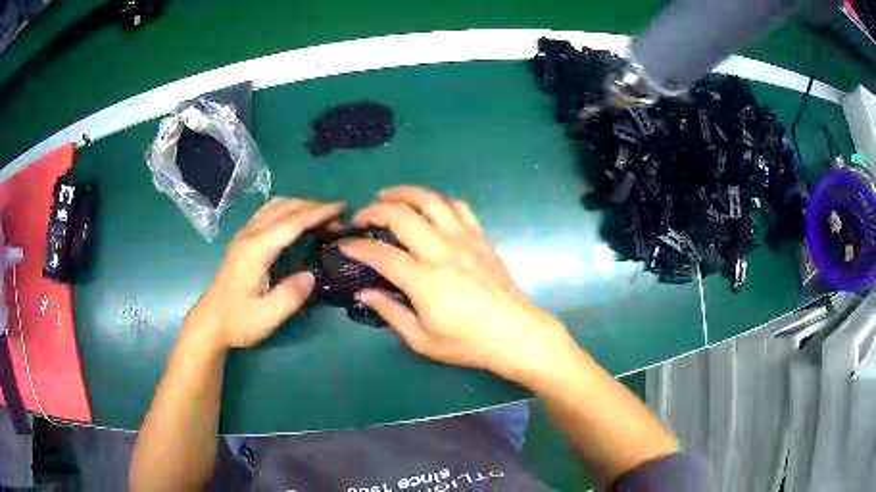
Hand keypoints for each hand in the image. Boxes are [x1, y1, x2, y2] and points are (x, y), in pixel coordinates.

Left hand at [190, 197, 343, 349]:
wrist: (210, 322)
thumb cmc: (238, 320)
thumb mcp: (267, 316)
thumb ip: (291, 295)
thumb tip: (311, 276)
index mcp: (257, 249)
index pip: (292, 222)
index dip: (318, 212)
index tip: (342, 207)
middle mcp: (250, 234)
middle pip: (285, 207)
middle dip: (313, 207)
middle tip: (337, 218)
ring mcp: (244, 235)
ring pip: (275, 206)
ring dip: (300, 206)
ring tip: (320, 217)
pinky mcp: (243, 240)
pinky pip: (268, 212)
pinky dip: (287, 210)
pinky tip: (295, 222)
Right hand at [341, 186, 577, 382]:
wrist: (515, 334)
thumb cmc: (468, 342)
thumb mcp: (422, 339)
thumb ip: (390, 312)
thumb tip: (364, 292)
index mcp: (424, 280)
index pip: (381, 254)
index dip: (357, 247)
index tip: (344, 244)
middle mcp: (442, 251)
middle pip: (401, 215)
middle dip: (375, 210)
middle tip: (362, 217)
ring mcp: (464, 240)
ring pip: (431, 201)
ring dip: (405, 193)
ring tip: (388, 195)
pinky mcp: (481, 239)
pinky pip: (459, 208)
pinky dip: (440, 201)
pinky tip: (430, 207)